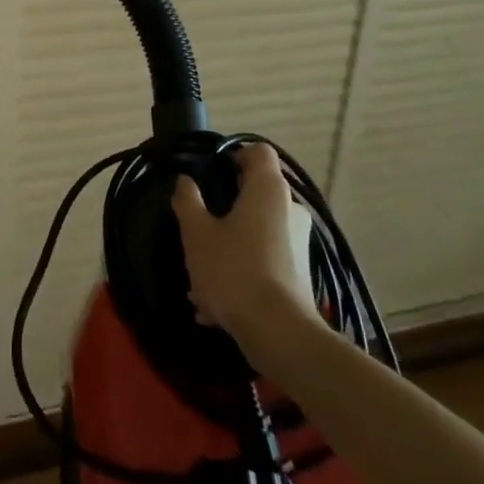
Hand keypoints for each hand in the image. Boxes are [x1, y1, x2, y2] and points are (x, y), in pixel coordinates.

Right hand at [172, 143, 314, 335]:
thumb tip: (185, 182)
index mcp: (268, 189)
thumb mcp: (196, 233)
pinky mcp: (298, 272)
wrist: (277, 332)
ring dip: (227, 245)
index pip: (257, 152)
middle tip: (196, 225)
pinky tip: (212, 302)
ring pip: (255, 231)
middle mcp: (290, 209)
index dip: (233, 155)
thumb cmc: (233, 269)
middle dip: (223, 207)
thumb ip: (187, 201)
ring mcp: (298, 242)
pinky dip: (240, 270)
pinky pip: (262, 259)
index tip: (210, 173)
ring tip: (198, 275)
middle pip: (254, 193)